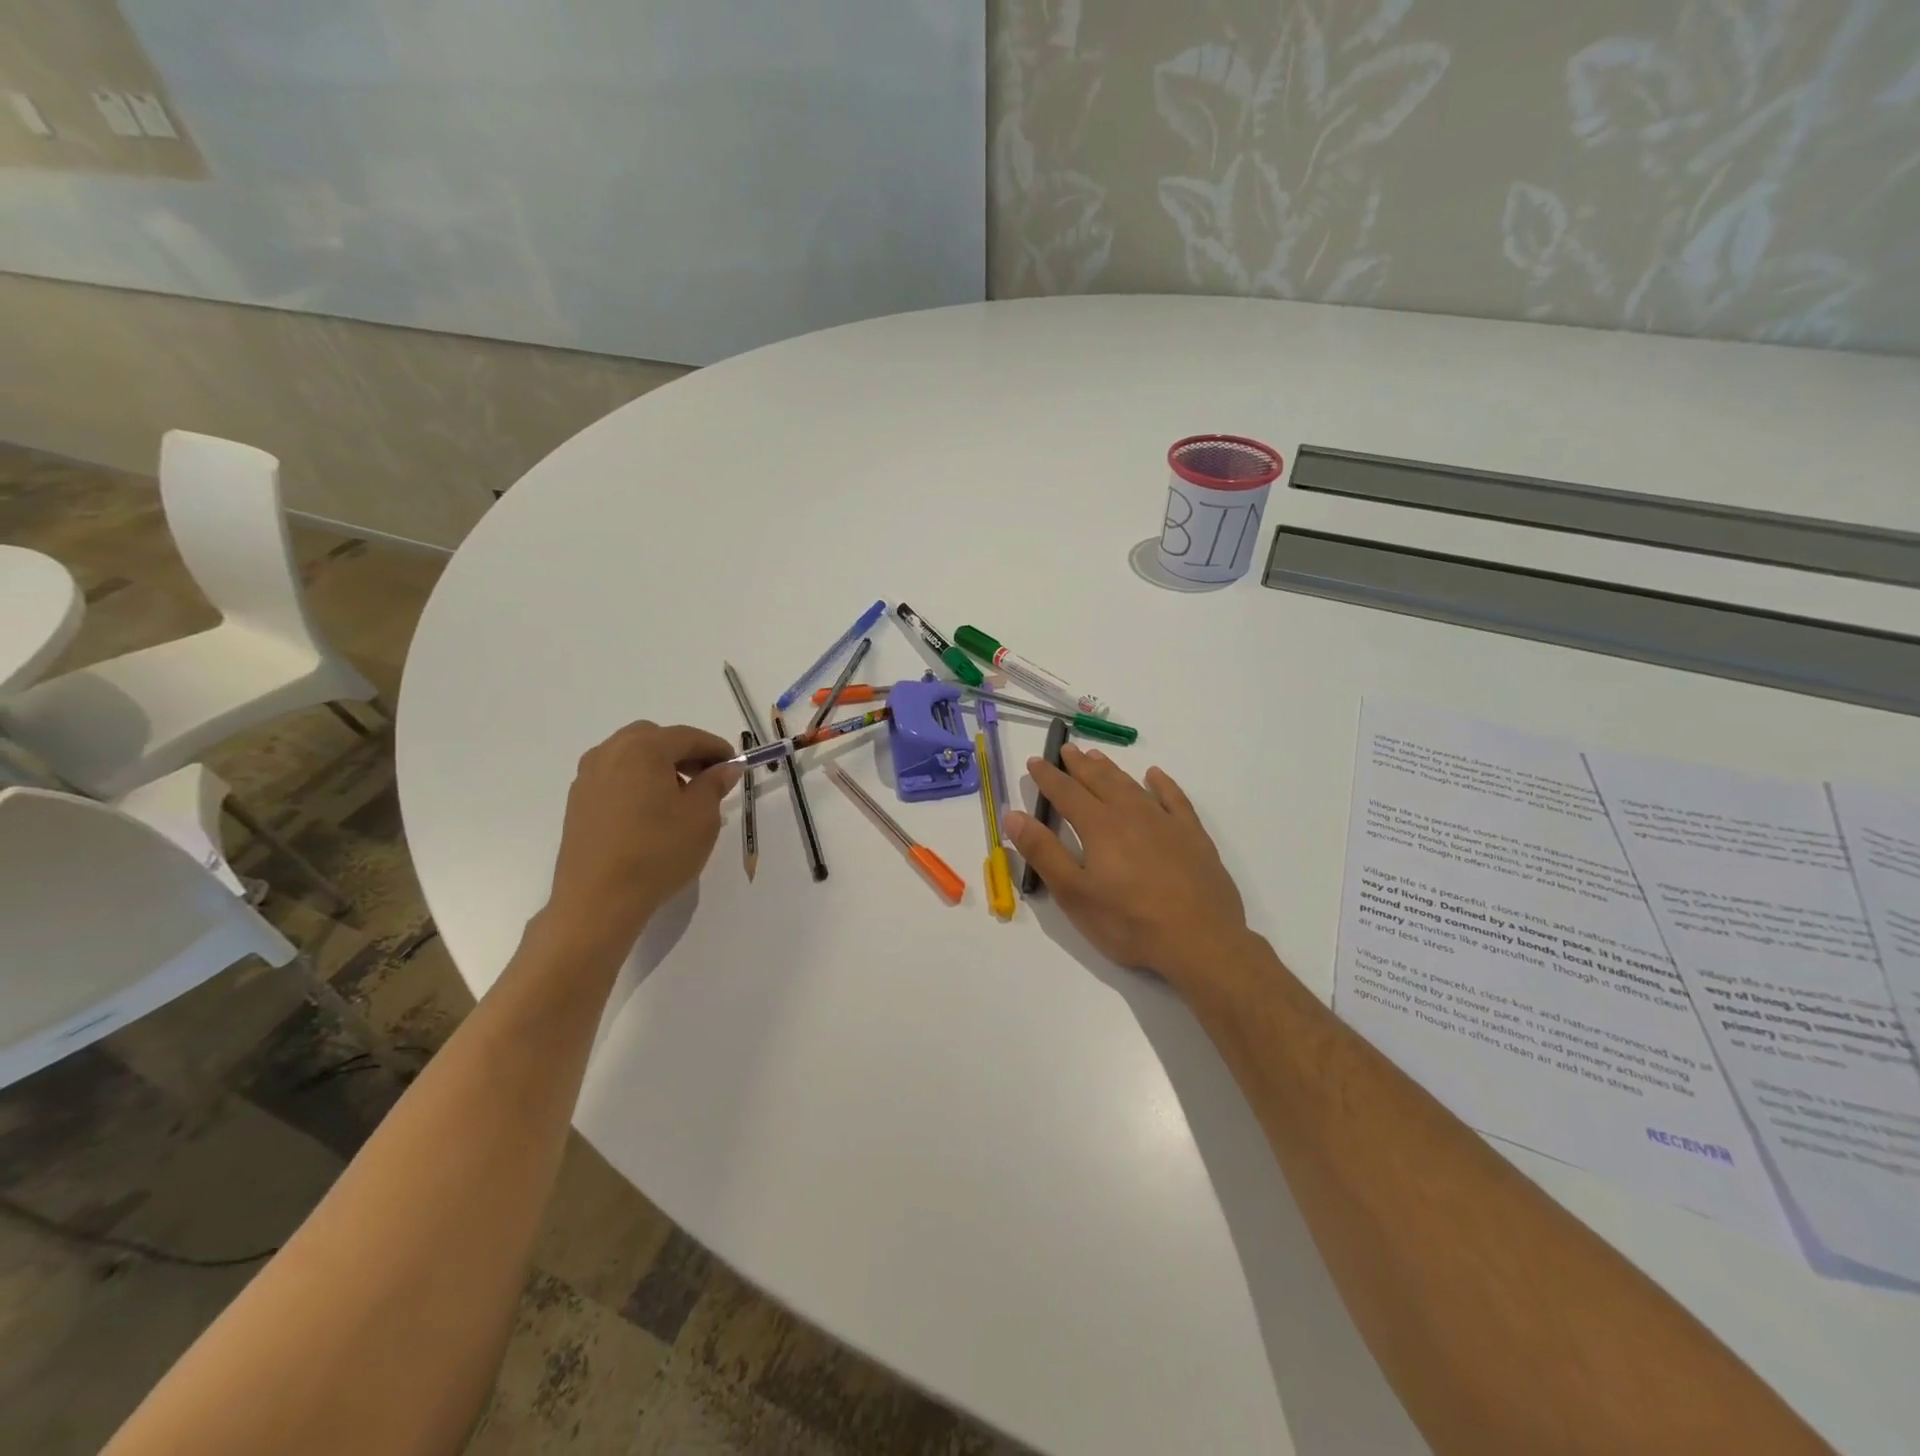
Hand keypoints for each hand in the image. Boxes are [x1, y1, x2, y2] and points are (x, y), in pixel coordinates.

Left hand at [546, 721, 740, 948]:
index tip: (734, 765)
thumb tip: (725, 768)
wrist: (598, 900)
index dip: (715, 748)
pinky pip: (614, 777)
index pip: (687, 736)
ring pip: (630, 756)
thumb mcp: (701, 817)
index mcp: (643, 749)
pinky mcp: (577, 802)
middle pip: (654, 738)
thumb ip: (714, 784)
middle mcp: (610, 753)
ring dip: (658, 766)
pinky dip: (636, 782)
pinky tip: (650, 812)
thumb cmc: (658, 852)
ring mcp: (588, 777)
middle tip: (706, 777)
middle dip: (683, 752)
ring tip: (679, 797)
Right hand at [1005, 745, 1249, 992]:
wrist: (1200, 941)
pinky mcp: (1193, 835)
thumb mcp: (1074, 894)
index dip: (1048, 777)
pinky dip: (1162, 784)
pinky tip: (1155, 776)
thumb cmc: (1128, 922)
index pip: (1066, 793)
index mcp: (1099, 827)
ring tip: (1097, 756)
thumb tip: (1013, 815)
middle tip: (1066, 749)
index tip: (1035, 761)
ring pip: (1132, 785)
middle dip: (1079, 765)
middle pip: (1099, 781)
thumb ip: (1043, 852)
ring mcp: (1165, 822)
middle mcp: (1130, 814)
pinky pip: (1174, 799)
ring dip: (1111, 769)